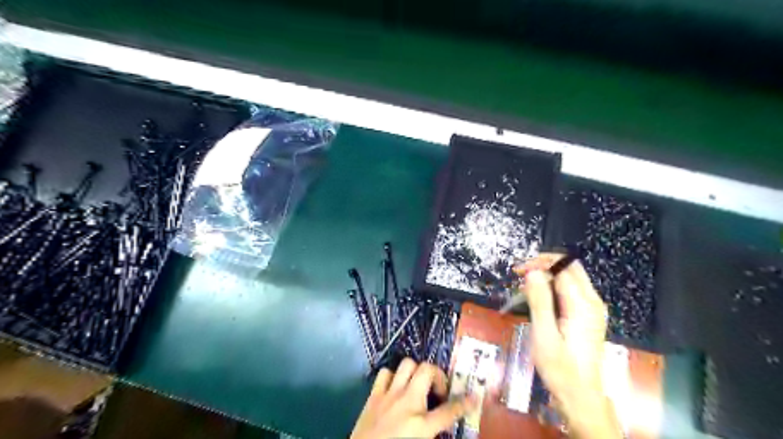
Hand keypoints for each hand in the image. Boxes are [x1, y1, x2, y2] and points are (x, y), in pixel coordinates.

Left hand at [350, 360, 473, 438]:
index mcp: (420, 426)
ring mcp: (389, 395)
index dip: (464, 403)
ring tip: (418, 386)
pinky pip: (386, 373)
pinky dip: (393, 377)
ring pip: (407, 364)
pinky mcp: (373, 395)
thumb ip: (433, 432)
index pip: (449, 411)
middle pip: (427, 370)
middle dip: (438, 376)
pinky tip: (395, 389)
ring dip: (416, 372)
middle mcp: (406, 403)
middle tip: (438, 391)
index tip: (474, 397)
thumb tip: (441, 423)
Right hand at [518, 255, 620, 437]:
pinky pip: (571, 289)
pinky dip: (553, 286)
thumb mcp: (544, 335)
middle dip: (544, 264)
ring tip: (524, 287)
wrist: (580, 395)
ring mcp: (593, 308)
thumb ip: (540, 301)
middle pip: (570, 267)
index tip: (517, 271)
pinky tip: (538, 298)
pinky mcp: (588, 315)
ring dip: (547, 275)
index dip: (539, 263)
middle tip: (520, 274)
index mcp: (583, 305)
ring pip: (571, 276)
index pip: (563, 268)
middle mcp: (592, 301)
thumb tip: (532, 272)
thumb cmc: (560, 368)